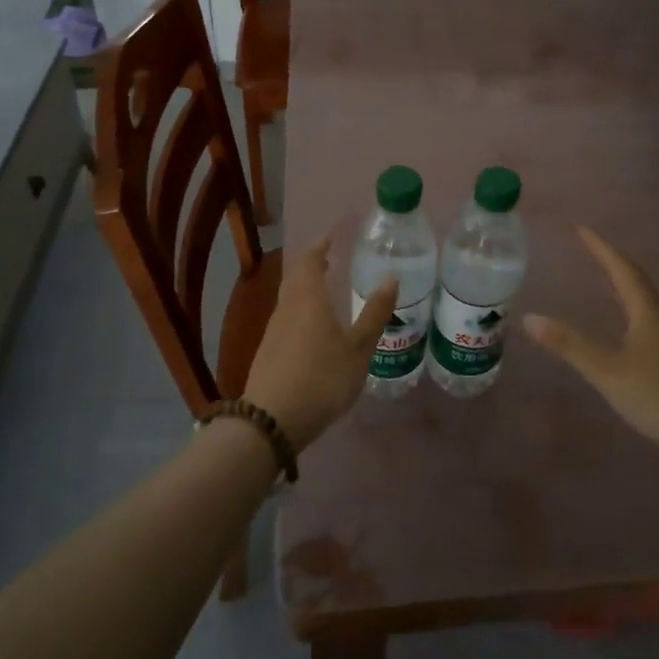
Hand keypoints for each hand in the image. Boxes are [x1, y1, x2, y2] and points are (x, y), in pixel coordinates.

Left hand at [243, 239, 395, 452]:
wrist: (271, 421)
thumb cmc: (321, 378)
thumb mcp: (358, 349)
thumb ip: (374, 314)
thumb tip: (391, 277)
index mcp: (309, 299)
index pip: (310, 261)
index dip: (320, 247)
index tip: (331, 237)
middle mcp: (287, 308)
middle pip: (296, 278)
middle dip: (311, 266)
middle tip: (329, 260)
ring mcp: (274, 331)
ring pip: (289, 299)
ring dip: (305, 289)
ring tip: (324, 291)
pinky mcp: (268, 352)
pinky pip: (286, 319)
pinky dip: (300, 311)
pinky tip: (312, 328)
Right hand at [524, 228, 658, 468]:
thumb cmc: (656, 395)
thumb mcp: (607, 369)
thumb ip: (569, 345)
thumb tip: (529, 318)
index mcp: (646, 311)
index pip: (621, 269)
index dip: (601, 248)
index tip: (581, 229)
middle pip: (635, 279)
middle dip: (611, 260)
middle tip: (589, 247)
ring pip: (642, 298)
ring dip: (621, 282)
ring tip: (601, 275)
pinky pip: (644, 315)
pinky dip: (627, 304)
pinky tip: (620, 320)